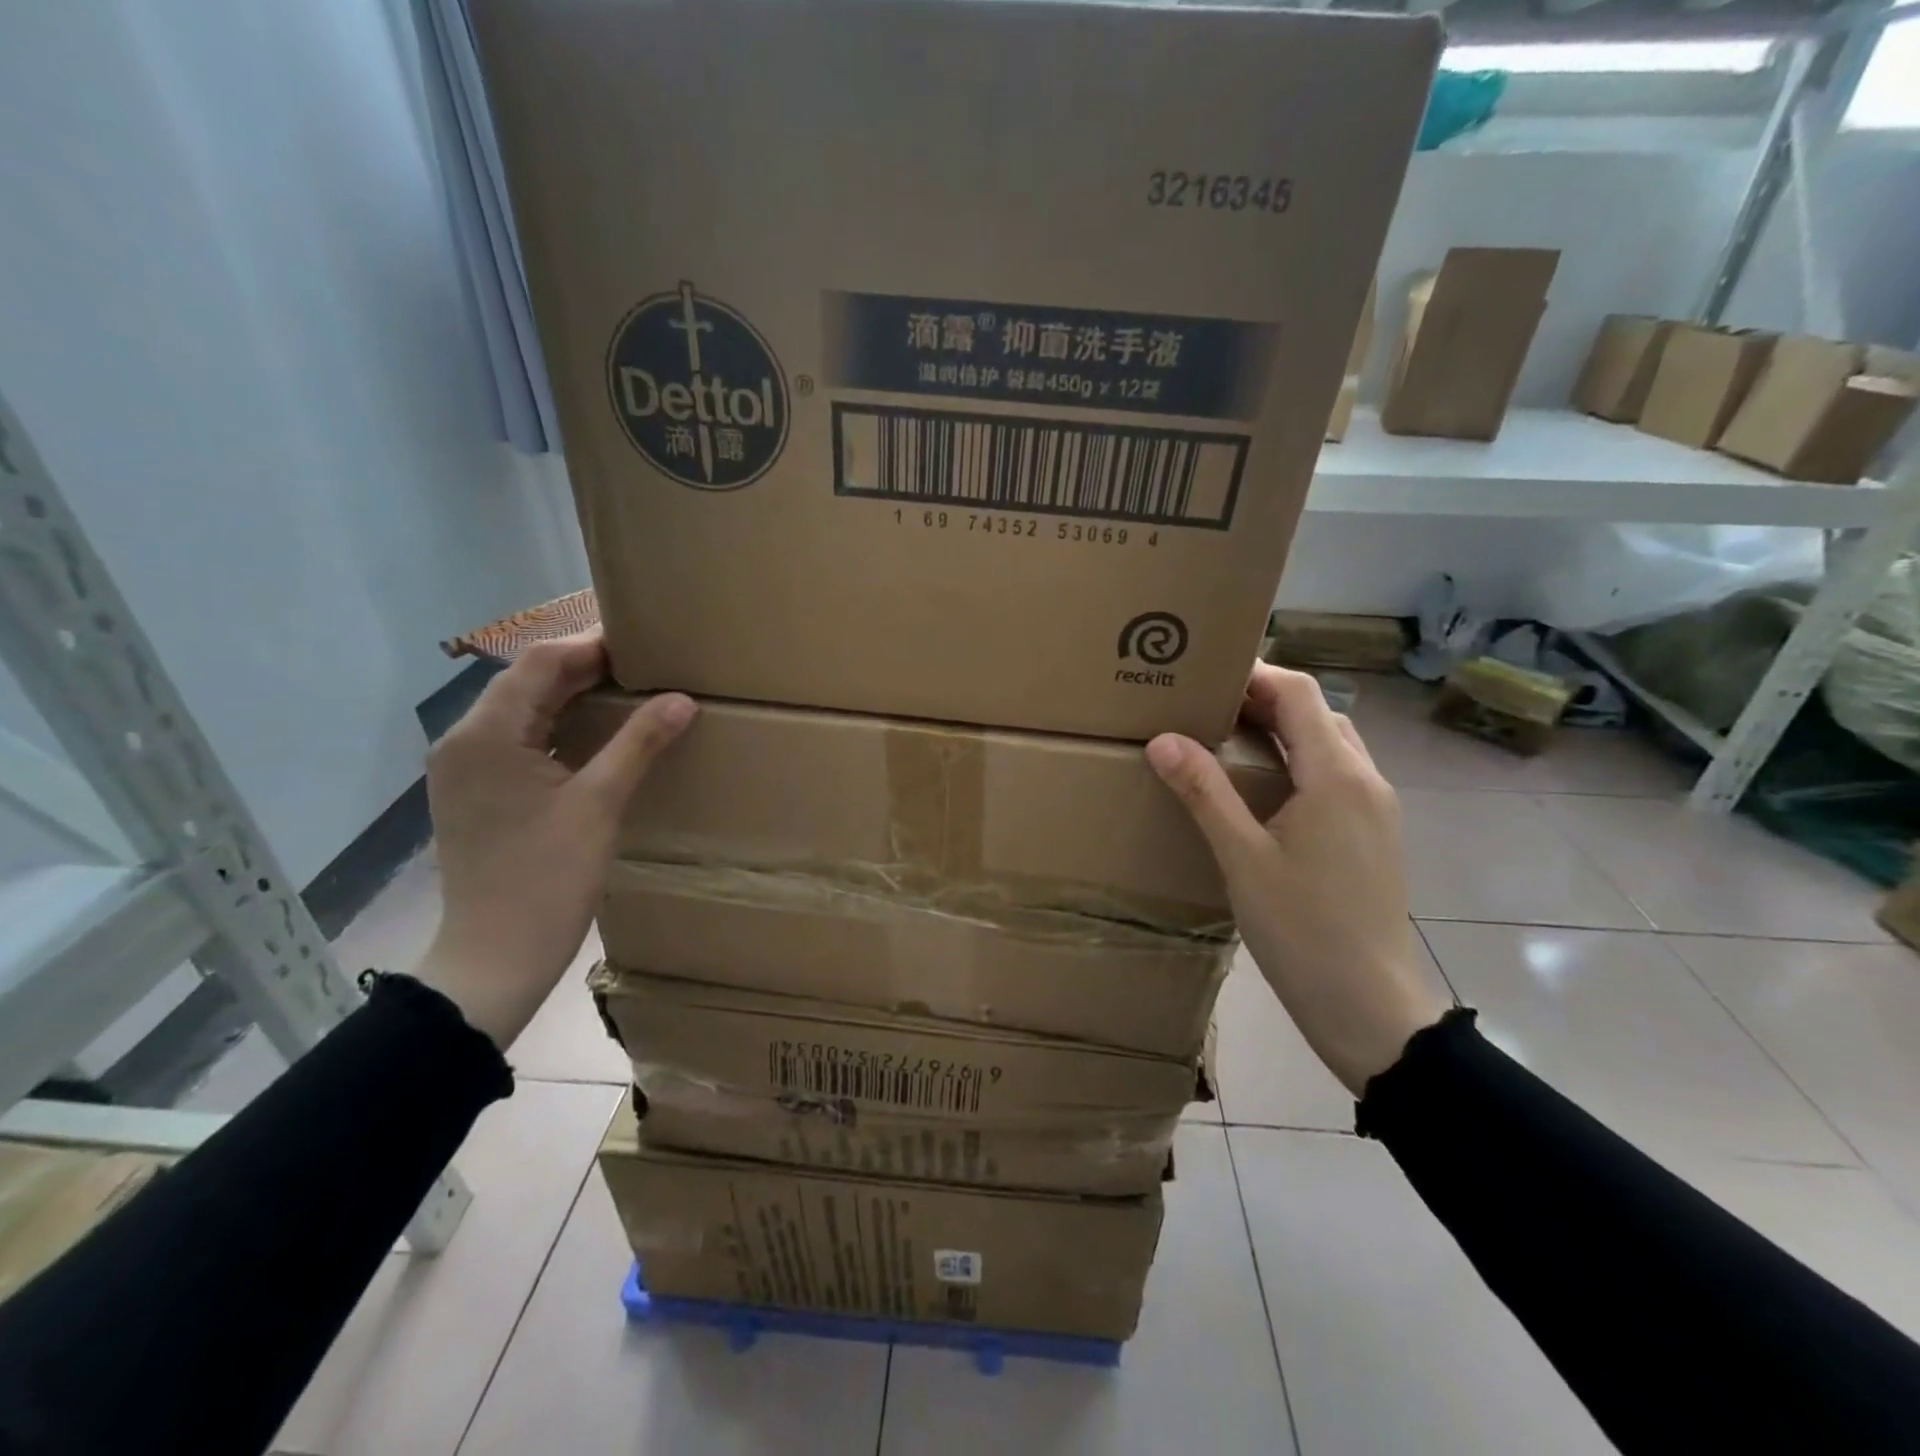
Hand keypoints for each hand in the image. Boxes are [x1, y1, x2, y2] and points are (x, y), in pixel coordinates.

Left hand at [413, 632, 695, 1047]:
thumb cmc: (547, 879)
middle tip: (645, 663)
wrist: (495, 957)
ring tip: (629, 690)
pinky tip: (597, 733)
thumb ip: (640, 743)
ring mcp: (464, 769)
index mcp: (486, 735)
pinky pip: (519, 740)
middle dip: (584, 667)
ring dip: (572, 696)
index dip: (591, 645)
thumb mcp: (600, 805)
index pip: (540, 663)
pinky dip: (558, 727)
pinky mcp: (476, 792)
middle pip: (527, 682)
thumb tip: (682, 699)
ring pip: (523, 711)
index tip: (642, 640)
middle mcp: (464, 741)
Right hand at [1146, 664, 1446, 1093]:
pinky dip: (1299, 762)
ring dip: (1284, 730)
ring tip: (1228, 741)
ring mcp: (1376, 809)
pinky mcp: (1374, 835)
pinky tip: (1262, 790)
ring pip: (1330, 744)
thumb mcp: (1242, 858)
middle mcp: (1366, 780)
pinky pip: (1336, 775)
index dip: (1255, 673)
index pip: (1299, 694)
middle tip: (1207, 706)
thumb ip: (1204, 792)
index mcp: (1336, 776)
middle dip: (1265, 698)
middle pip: (1318, 713)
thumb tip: (1163, 738)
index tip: (1205, 673)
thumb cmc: (1302, 929)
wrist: (1369, 1005)